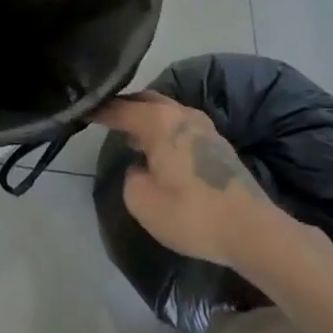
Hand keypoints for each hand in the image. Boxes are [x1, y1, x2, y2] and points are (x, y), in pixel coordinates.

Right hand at [94, 92, 279, 266]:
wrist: (253, 232)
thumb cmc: (193, 214)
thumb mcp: (143, 202)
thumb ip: (131, 177)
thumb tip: (141, 168)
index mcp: (159, 120)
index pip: (119, 107)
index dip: (97, 109)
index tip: (79, 108)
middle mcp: (181, 114)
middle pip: (145, 100)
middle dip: (124, 106)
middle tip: (103, 117)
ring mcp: (204, 127)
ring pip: (166, 112)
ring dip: (146, 119)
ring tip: (128, 134)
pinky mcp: (218, 145)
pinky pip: (180, 126)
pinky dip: (164, 131)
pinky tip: (158, 149)